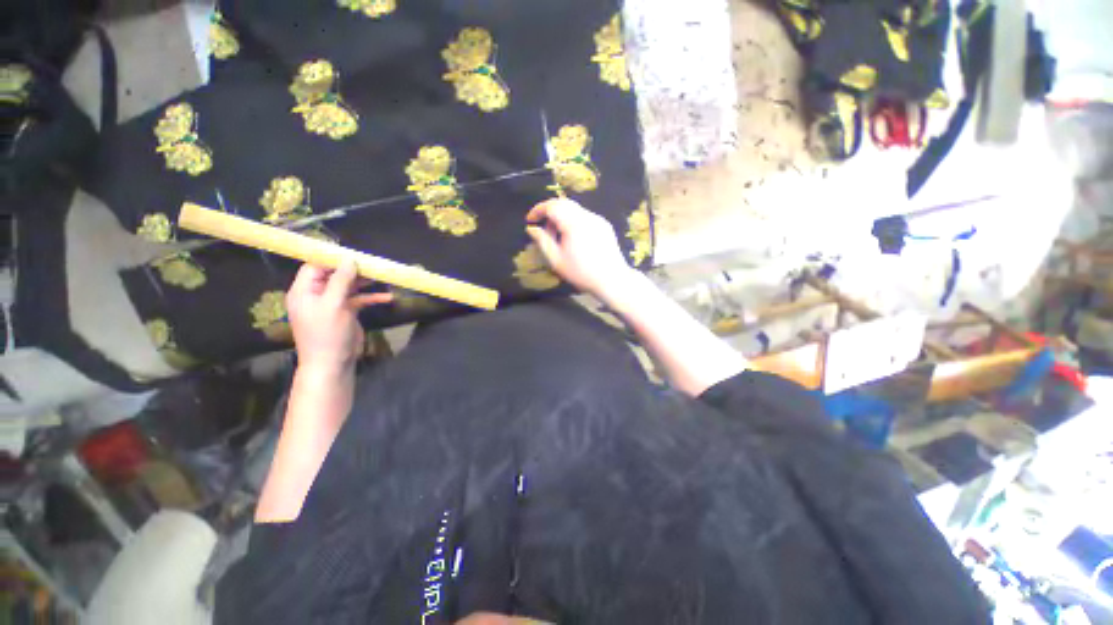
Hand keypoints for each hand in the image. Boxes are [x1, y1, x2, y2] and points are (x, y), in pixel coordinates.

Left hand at [285, 260, 392, 373]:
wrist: (333, 363)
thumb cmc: (327, 333)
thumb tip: (349, 259)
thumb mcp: (333, 304)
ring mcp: (332, 304)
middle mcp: (316, 295)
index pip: (314, 267)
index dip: (332, 259)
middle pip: (334, 275)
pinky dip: (371, 298)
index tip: (353, 254)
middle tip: (371, 264)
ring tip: (381, 276)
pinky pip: (359, 300)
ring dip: (364, 282)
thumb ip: (341, 280)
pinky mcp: (346, 313)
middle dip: (352, 269)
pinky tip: (387, 297)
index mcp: (304, 291)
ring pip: (348, 286)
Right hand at [525, 198, 634, 299]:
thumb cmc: (581, 273)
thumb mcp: (556, 260)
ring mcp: (597, 219)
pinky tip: (574, 240)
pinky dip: (574, 222)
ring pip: (575, 210)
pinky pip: (585, 217)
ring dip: (562, 217)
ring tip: (558, 238)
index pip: (552, 206)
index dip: (538, 210)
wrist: (612, 280)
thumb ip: (542, 241)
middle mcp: (586, 216)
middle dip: (549, 212)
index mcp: (573, 223)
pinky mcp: (605, 225)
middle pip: (564, 203)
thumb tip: (531, 229)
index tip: (530, 220)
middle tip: (543, 230)